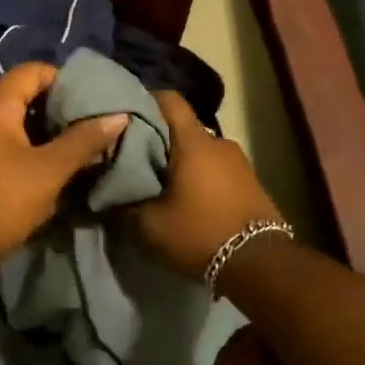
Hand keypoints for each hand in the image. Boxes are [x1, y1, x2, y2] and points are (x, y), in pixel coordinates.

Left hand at [0, 62, 127, 274]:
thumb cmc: (4, 198)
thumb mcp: (51, 169)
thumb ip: (85, 140)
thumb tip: (119, 116)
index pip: (32, 71)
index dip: (63, 78)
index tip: (89, 97)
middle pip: (23, 95)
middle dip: (57, 107)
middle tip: (88, 122)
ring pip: (14, 122)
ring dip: (44, 131)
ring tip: (75, 144)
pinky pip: (3, 143)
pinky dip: (27, 147)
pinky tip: (49, 167)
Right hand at [127, 92, 281, 277]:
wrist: (260, 264)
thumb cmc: (200, 233)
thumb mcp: (149, 225)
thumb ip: (123, 205)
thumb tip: (104, 195)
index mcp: (193, 142)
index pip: (169, 100)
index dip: (145, 100)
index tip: (124, 115)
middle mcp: (219, 142)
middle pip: (182, 127)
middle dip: (158, 137)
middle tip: (133, 157)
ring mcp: (239, 161)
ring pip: (199, 149)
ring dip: (180, 160)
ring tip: (159, 181)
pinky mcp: (250, 181)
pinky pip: (215, 167)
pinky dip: (198, 174)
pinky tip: (186, 196)